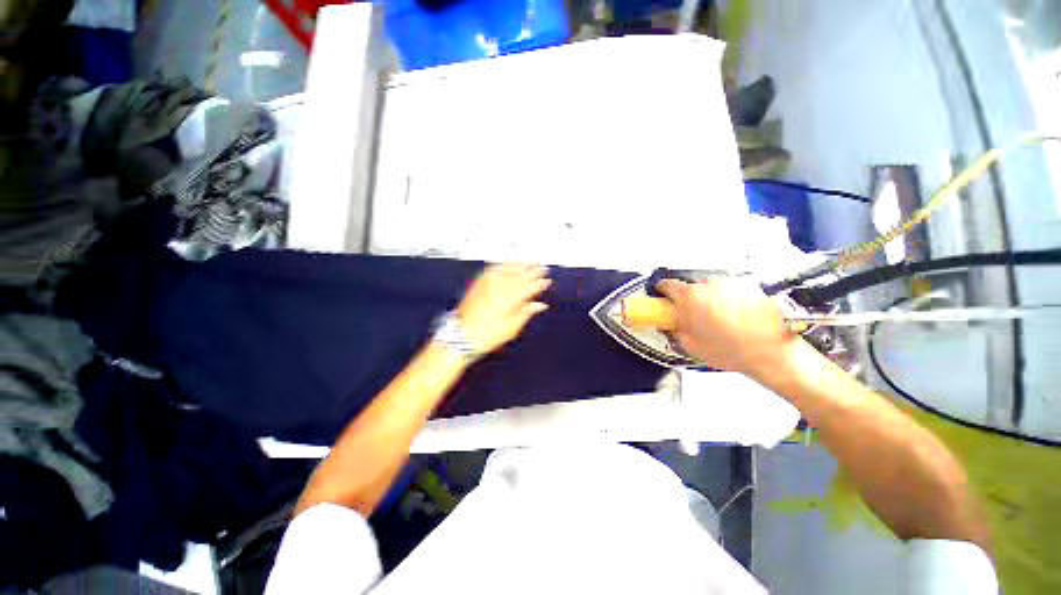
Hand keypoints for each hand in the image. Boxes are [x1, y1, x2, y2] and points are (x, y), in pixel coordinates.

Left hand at [457, 264, 551, 354]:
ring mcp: (488, 282)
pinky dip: (505, 264)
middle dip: (533, 270)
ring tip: (531, 261)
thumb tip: (540, 304)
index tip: (548, 281)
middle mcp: (500, 286)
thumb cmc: (488, 335)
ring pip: (509, 268)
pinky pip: (495, 267)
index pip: (529, 287)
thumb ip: (526, 312)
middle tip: (544, 267)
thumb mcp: (511, 328)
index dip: (540, 283)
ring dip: (521, 264)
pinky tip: (511, 264)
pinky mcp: (479, 281)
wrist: (460, 334)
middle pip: (521, 275)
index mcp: (509, 299)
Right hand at [657, 277, 796, 376]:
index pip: (667, 285)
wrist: (772, 350)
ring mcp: (729, 282)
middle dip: (688, 299)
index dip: (662, 292)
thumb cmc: (727, 350)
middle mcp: (707, 284)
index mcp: (689, 296)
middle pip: (689, 287)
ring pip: (710, 288)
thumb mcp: (690, 345)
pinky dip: (726, 299)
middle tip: (693, 316)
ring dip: (708, 299)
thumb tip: (671, 322)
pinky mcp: (748, 285)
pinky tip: (735, 316)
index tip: (663, 299)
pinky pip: (728, 290)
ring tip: (718, 319)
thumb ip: (675, 329)